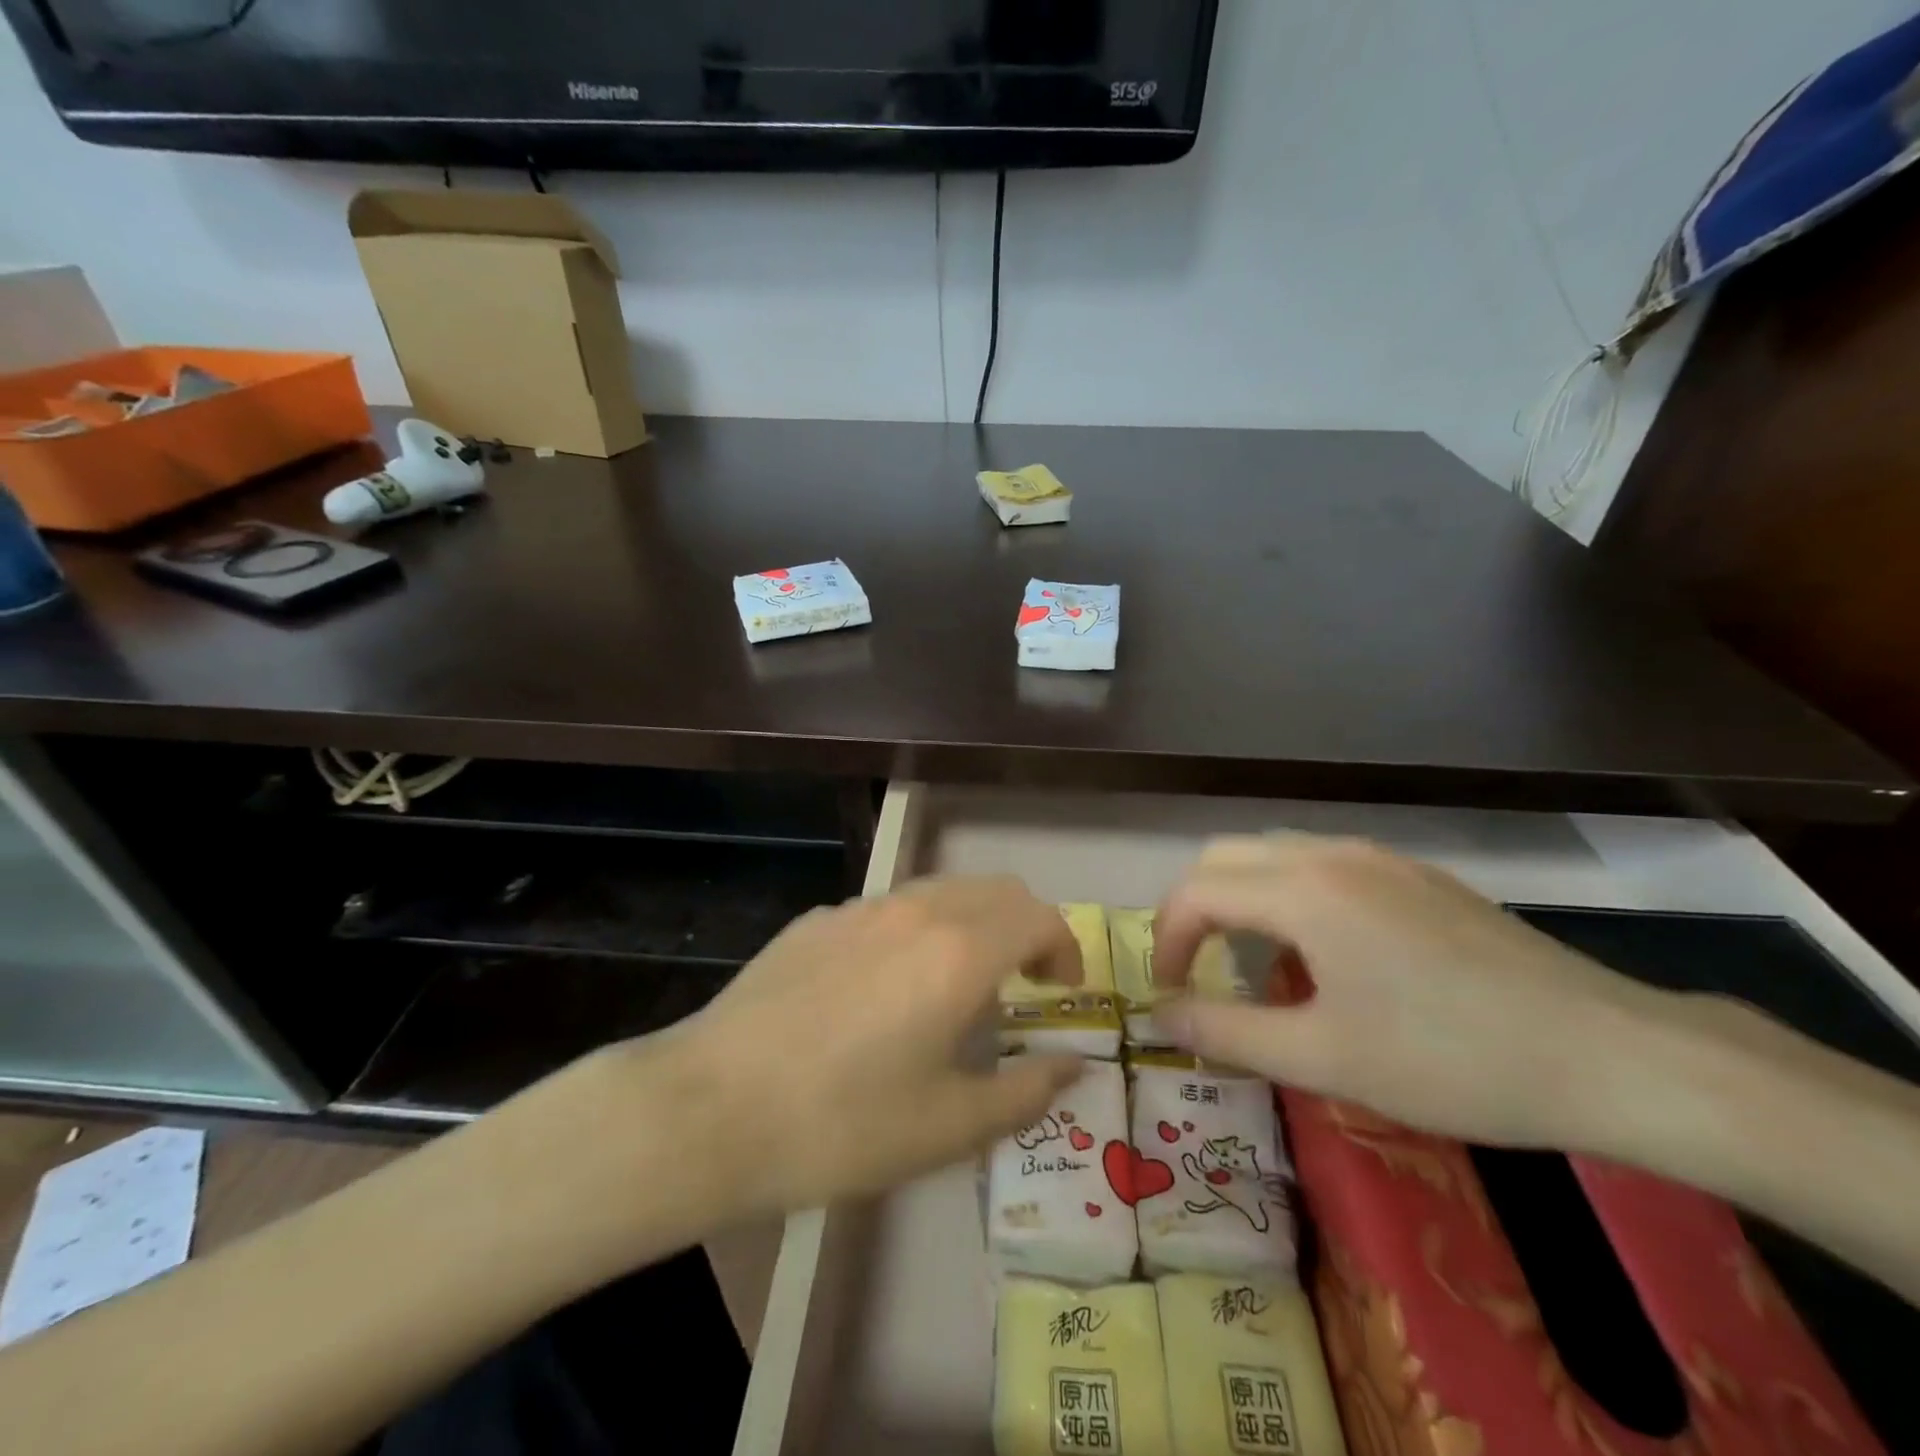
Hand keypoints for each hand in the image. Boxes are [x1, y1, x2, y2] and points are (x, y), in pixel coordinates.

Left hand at [652, 876, 1086, 1213]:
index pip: (1038, 917)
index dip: (1064, 949)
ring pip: (941, 891)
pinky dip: (917, 930)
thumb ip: (1026, 1091)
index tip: (1061, 992)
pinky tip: (885, 988)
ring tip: (957, 985)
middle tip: (1023, 983)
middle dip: (1025, 927)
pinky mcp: (817, 919)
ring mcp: (860, 908)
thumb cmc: (842, 1125)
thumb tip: (1073, 1066)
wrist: (711, 1109)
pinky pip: (888, 909)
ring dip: (971, 924)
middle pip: (996, 890)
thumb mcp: (949, 1127)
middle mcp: (916, 911)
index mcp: (959, 951)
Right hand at [1151, 835, 1669, 1148]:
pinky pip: (1323, 864)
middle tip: (1197, 970)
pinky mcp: (1418, 876)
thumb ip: (1226, 1033)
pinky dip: (1290, 895)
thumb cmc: (1451, 1060)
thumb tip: (1160, 1016)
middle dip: (1194, 909)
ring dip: (1242, 899)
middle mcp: (1332, 854)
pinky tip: (1327, 954)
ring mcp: (1380, 858)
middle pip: (1227, 856)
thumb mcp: (1324, 1058)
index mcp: (1302, 890)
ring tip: (1256, 964)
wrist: (1612, 1054)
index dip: (1165, 940)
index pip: (1196, 891)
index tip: (1169, 995)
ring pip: (1275, 854)